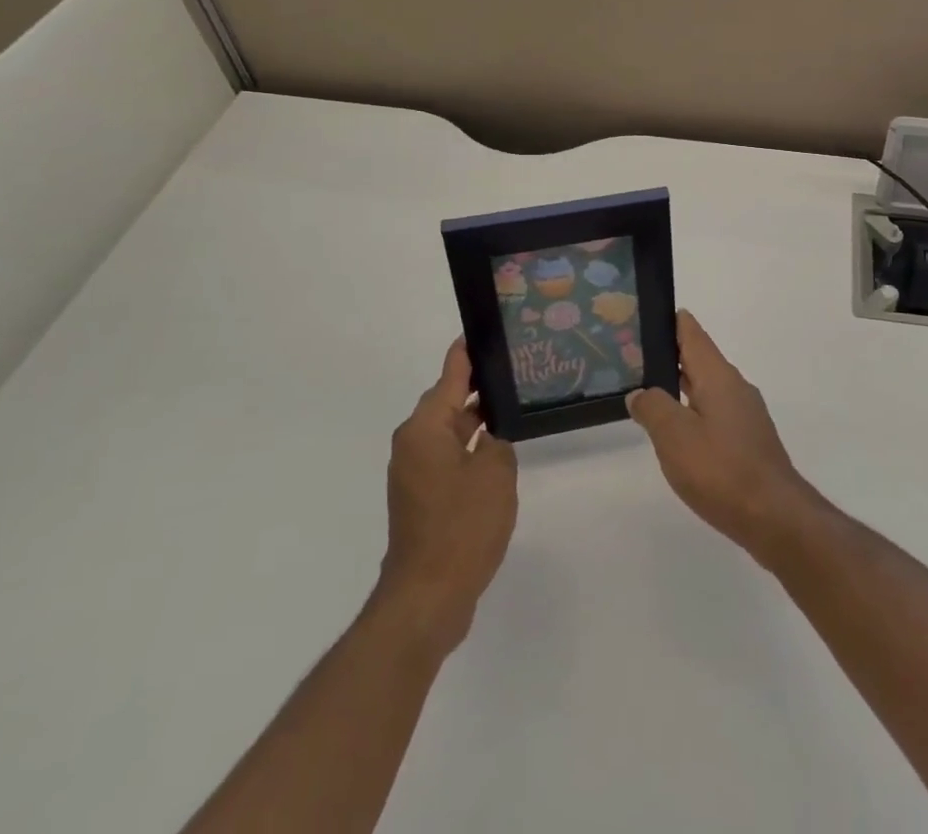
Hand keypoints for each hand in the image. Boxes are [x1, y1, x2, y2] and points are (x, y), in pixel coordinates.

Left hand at [374, 338, 517, 654]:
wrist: (427, 597)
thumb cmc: (462, 525)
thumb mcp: (494, 471)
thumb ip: (497, 439)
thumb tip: (489, 432)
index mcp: (425, 428)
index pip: (450, 374)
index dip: (468, 352)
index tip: (485, 329)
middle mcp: (413, 443)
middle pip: (447, 400)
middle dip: (478, 385)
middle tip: (514, 368)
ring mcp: (415, 473)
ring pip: (449, 430)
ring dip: (476, 419)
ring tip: (512, 404)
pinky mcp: (422, 498)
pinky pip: (448, 456)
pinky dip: (469, 447)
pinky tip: (498, 449)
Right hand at [627, 311, 820, 562]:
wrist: (774, 516)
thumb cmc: (721, 469)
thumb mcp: (674, 436)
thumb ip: (653, 408)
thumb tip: (640, 392)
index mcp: (718, 376)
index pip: (692, 333)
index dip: (670, 321)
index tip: (645, 314)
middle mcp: (735, 386)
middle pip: (699, 358)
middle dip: (669, 354)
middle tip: (633, 355)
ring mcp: (745, 414)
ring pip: (706, 387)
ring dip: (680, 385)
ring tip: (648, 391)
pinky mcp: (748, 440)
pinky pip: (714, 412)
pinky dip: (692, 410)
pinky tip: (677, 430)